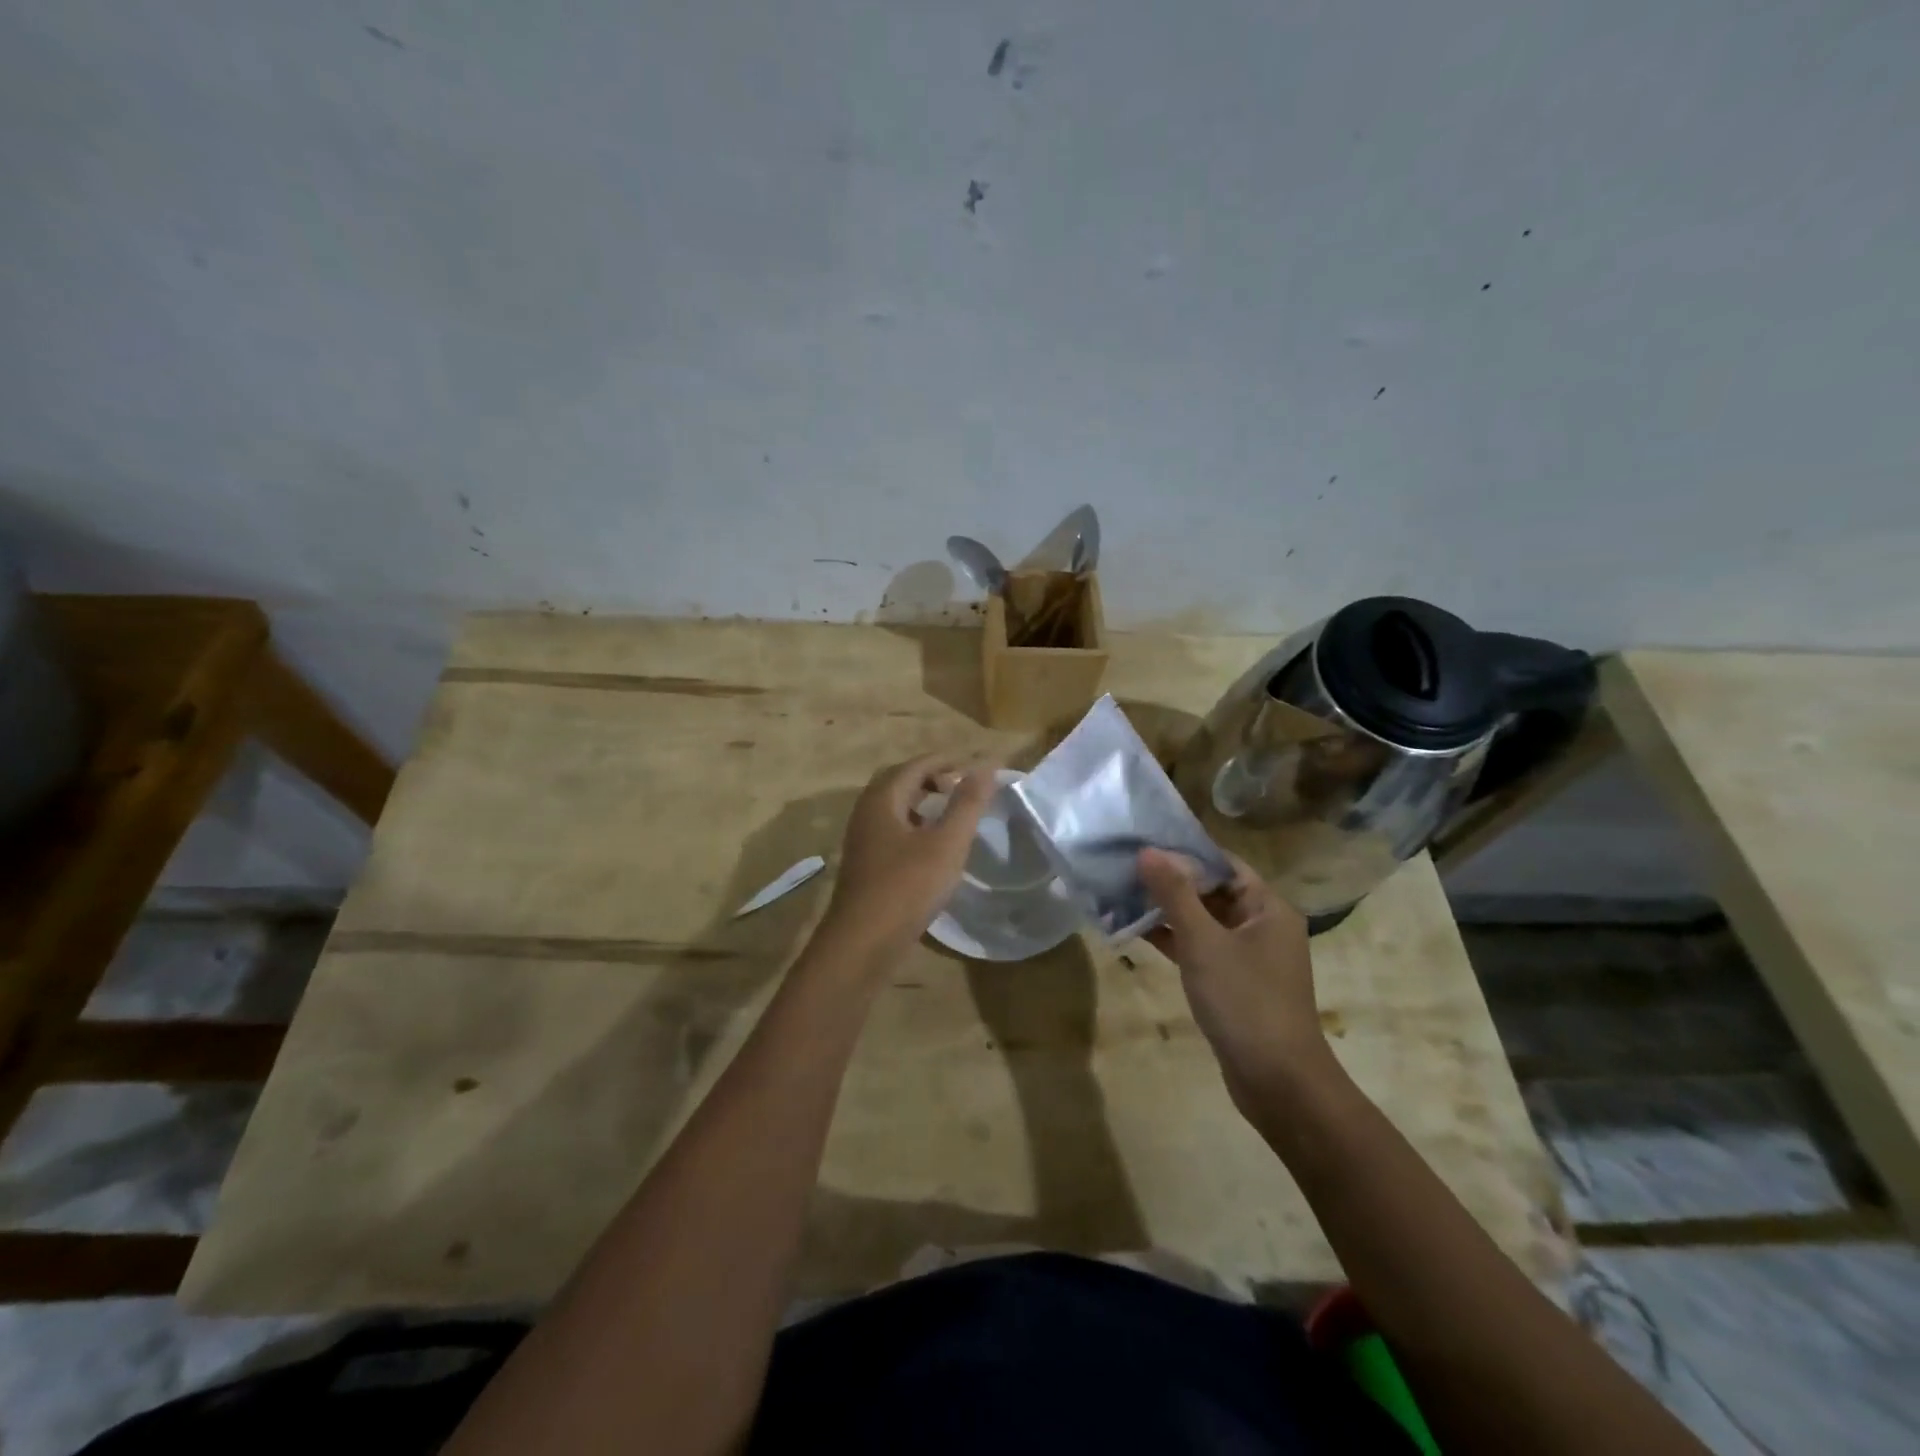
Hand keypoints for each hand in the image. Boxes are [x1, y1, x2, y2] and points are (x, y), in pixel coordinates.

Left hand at [822, 754, 995, 959]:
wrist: (863, 943)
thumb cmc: (907, 886)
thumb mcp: (946, 843)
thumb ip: (967, 803)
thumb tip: (986, 765)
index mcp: (882, 799)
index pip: (916, 765)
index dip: (947, 762)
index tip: (976, 768)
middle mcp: (866, 813)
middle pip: (900, 782)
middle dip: (932, 778)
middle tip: (962, 787)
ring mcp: (862, 840)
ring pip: (894, 808)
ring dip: (922, 802)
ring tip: (951, 814)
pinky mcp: (865, 865)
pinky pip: (891, 830)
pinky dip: (914, 826)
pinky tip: (932, 847)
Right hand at [1139, 849, 1330, 1112]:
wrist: (1278, 1083)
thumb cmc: (1245, 1001)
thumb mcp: (1204, 942)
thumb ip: (1174, 894)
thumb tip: (1148, 850)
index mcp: (1267, 907)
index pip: (1222, 863)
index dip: (1183, 851)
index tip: (1142, 841)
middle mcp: (1261, 925)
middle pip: (1211, 890)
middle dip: (1169, 880)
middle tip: (1124, 866)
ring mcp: (1248, 956)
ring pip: (1202, 920)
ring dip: (1166, 910)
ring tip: (1120, 894)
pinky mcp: (1233, 982)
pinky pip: (1200, 948)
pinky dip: (1172, 939)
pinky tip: (1135, 931)